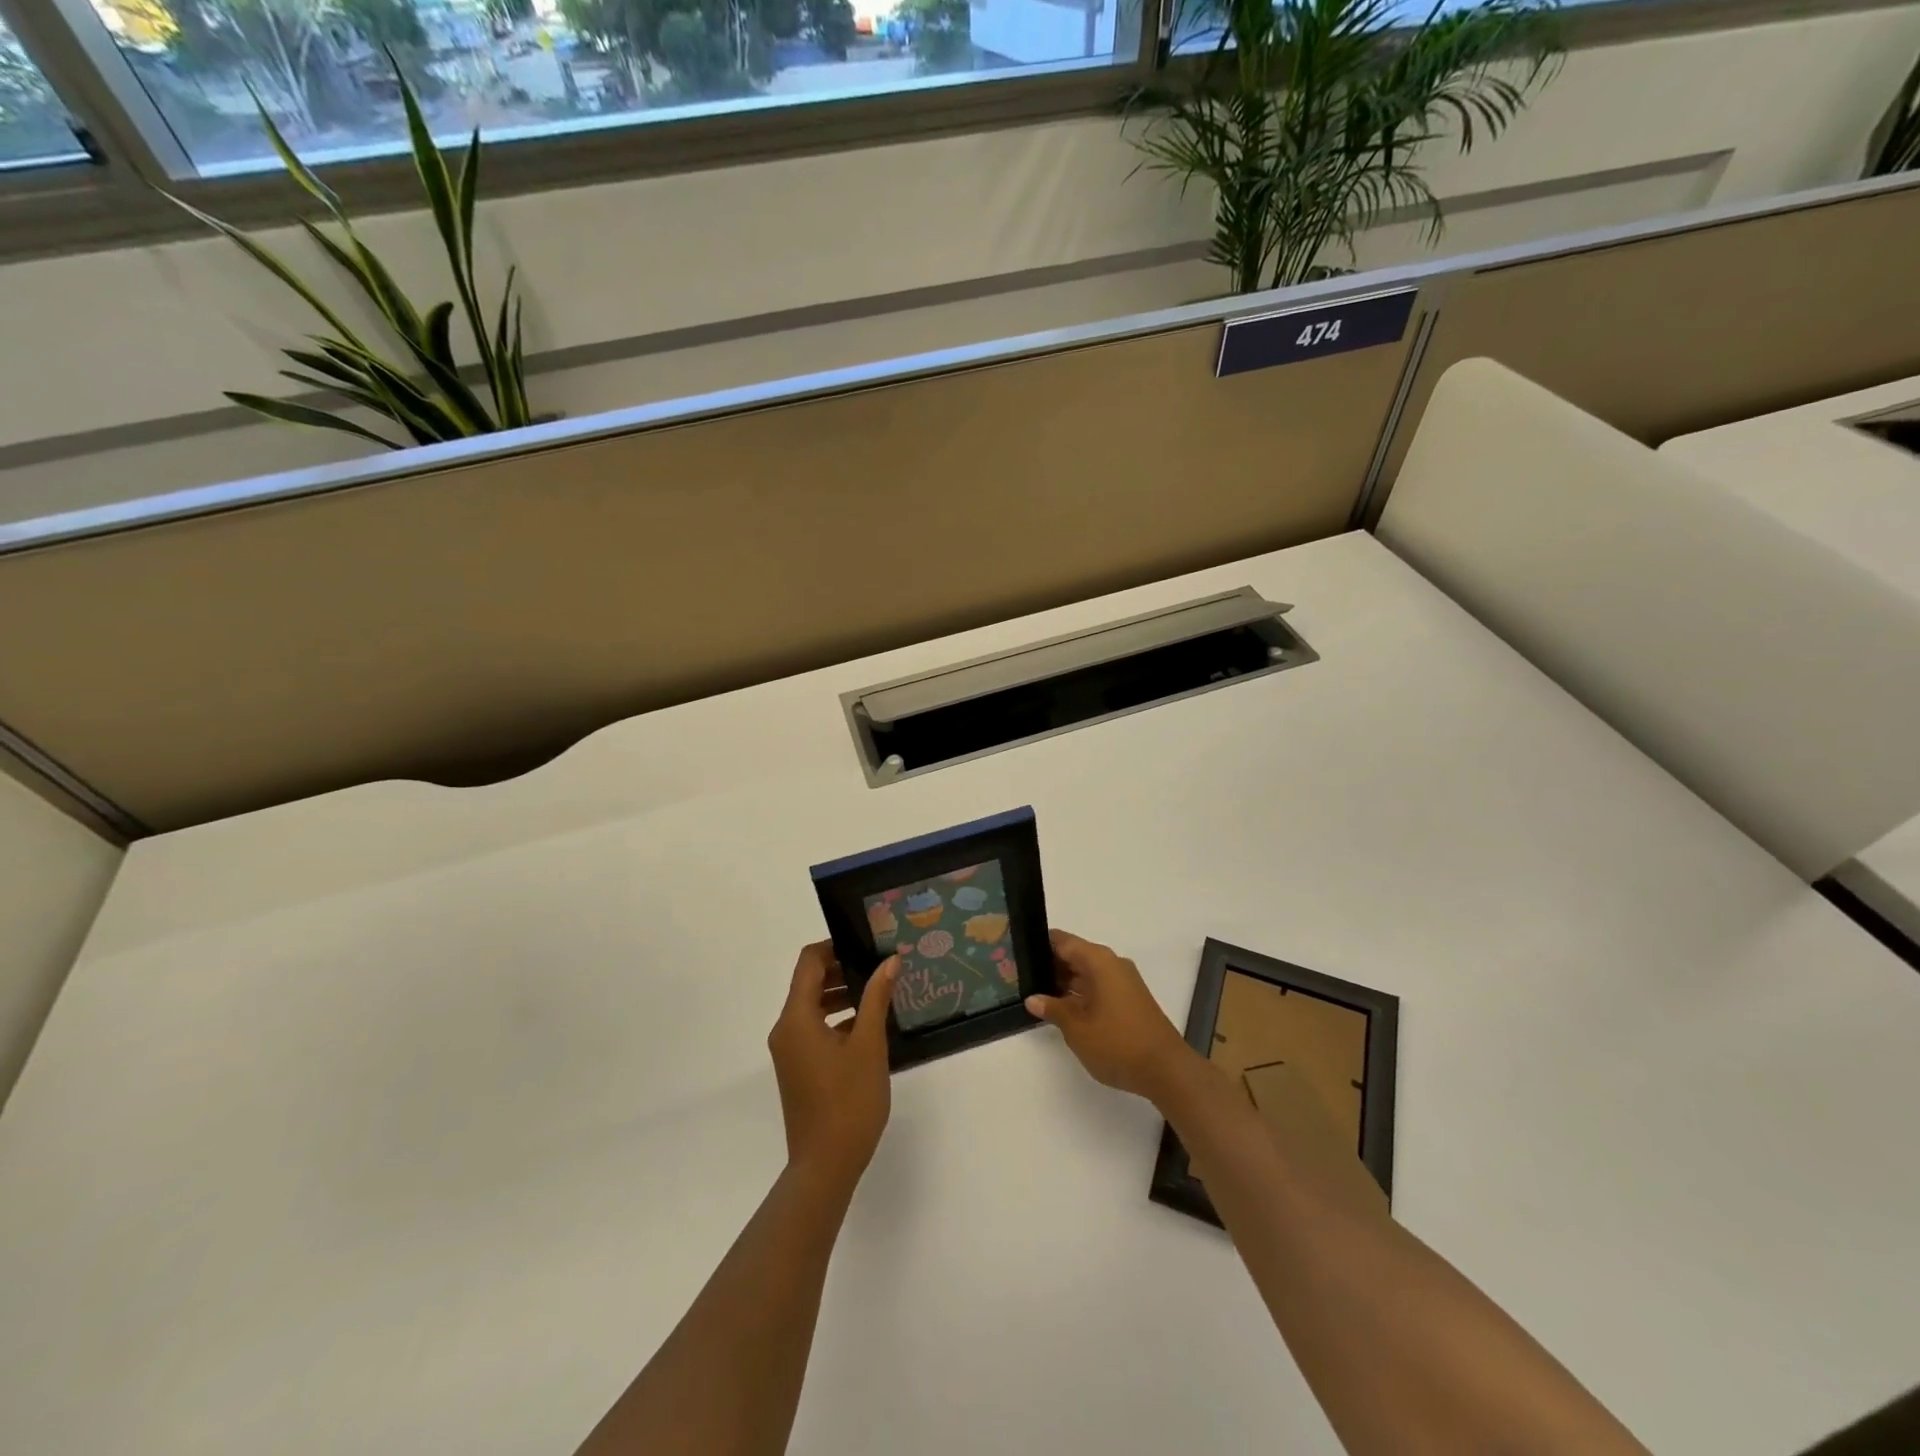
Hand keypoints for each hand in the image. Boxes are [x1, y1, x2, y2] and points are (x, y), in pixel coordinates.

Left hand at [768, 942, 897, 1191]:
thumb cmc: (848, 1101)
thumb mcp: (869, 1045)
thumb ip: (876, 997)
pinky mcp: (797, 1069)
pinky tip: (868, 1025)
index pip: (808, 962)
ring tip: (879, 991)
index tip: (867, 944)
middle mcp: (786, 1029)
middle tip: (879, 965)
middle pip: (808, 982)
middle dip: (842, 969)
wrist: (825, 1166)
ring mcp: (789, 1051)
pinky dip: (837, 1019)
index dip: (834, 946)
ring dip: (841, 994)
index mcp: (796, 1018)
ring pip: (812, 1006)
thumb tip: (890, 960)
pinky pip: (814, 1029)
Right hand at [1026, 929, 1196, 1100]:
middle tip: (1018, 977)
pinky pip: (1097, 986)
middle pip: (1074, 955)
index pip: (1062, 941)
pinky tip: (1061, 1008)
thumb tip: (1032, 998)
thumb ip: (1052, 1008)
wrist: (1166, 1070)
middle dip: (1048, 966)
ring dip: (1063, 982)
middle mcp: (1111, 964)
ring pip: (1085, 972)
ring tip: (1034, 993)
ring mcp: (1122, 982)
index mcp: (1098, 961)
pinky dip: (1079, 993)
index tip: (1016, 953)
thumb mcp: (1077, 1028)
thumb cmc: (1117, 1043)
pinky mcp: (1128, 999)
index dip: (1038, 945)